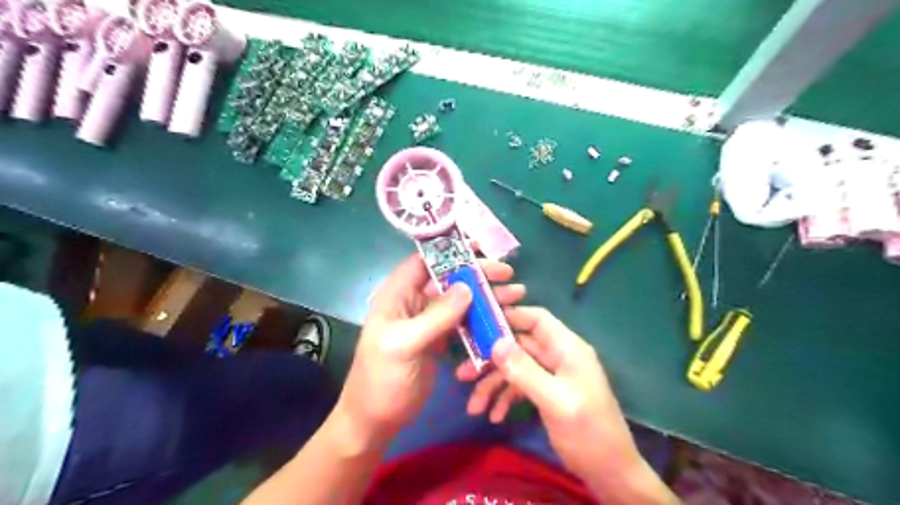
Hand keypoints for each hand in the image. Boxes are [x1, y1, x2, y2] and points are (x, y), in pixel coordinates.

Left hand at [333, 254, 524, 448]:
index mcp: (397, 296)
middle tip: (507, 275)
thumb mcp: (405, 345)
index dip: (450, 250)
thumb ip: (436, 317)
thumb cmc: (382, 379)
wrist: (376, 420)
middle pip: (448, 279)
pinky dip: (481, 318)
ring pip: (459, 300)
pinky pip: (463, 321)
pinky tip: (501, 318)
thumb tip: (467, 287)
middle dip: (477, 274)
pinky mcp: (439, 339)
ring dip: (485, 296)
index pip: (424, 262)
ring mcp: (428, 321)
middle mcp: (413, 303)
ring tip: (515, 295)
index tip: (480, 247)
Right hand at [490, 308, 643, 489]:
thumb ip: (524, 371)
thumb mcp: (554, 401)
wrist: (611, 474)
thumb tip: (495, 343)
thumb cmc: (588, 434)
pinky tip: (494, 416)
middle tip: (462, 373)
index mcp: (567, 349)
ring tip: (473, 407)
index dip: (508, 316)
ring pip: (516, 368)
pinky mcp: (549, 393)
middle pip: (519, 346)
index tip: (478, 323)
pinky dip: (506, 398)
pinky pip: (522, 387)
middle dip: (490, 360)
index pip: (536, 319)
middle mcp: (559, 357)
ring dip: (494, 385)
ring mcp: (553, 376)